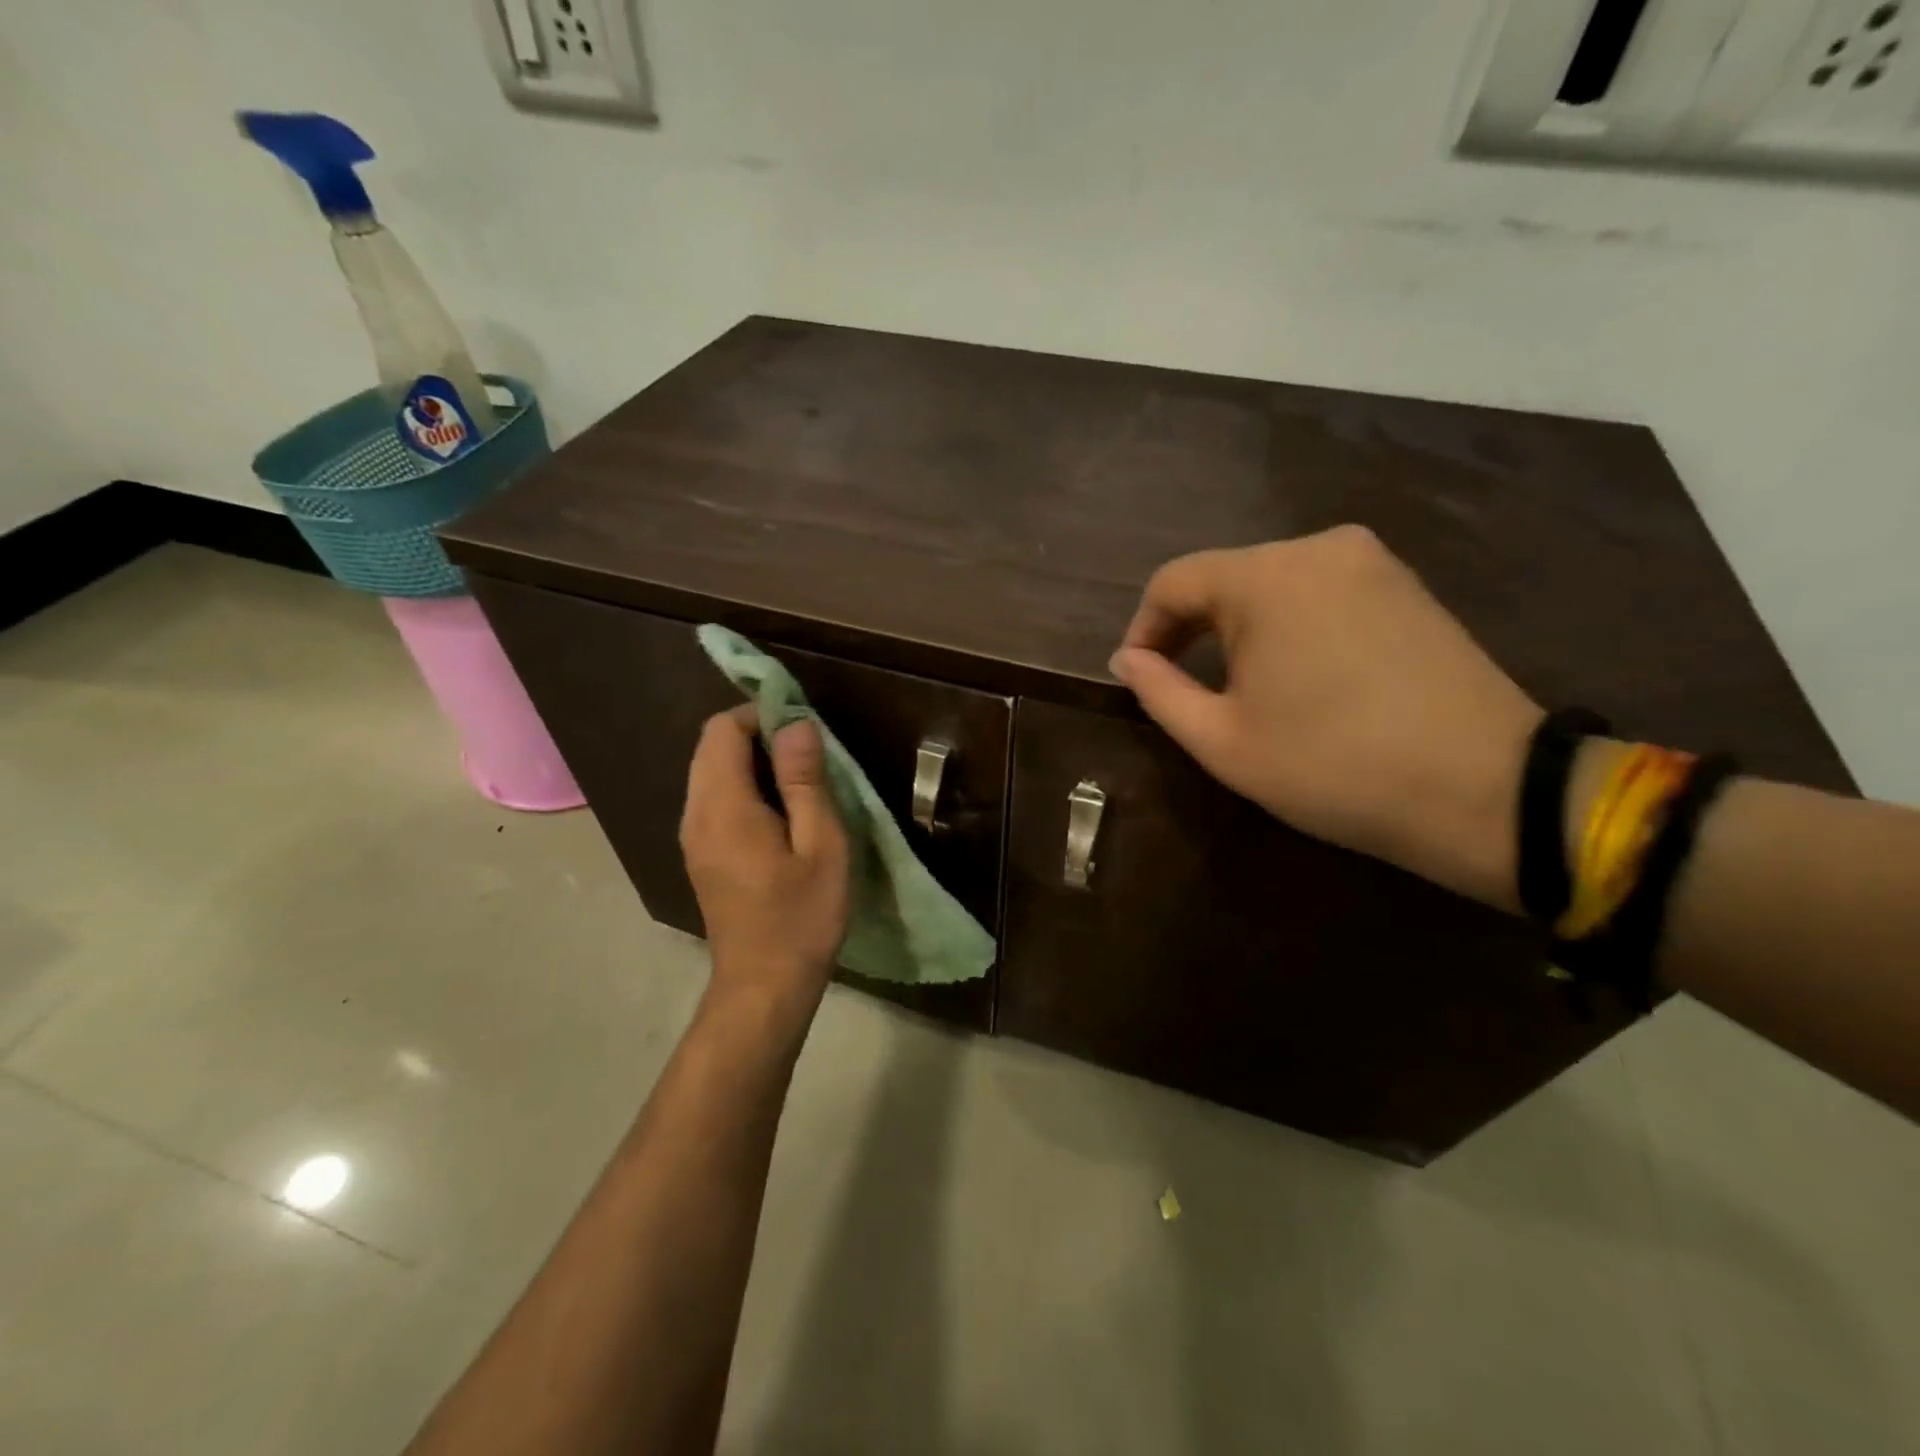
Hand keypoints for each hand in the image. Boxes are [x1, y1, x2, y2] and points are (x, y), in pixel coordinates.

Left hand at [680, 706, 850, 1023]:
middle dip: (757, 734)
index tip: (804, 728)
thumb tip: (795, 723)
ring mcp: (693, 836)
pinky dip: (744, 787)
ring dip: (752, 761)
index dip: (761, 714)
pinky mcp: (700, 853)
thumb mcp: (819, 845)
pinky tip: (781, 811)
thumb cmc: (801, 917)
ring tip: (801, 781)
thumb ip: (805, 781)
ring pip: (711, 771)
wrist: (764, 987)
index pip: (722, 729)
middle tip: (809, 754)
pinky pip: (715, 798)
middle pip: (712, 747)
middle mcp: (695, 814)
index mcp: (723, 807)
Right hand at [1109, 525, 1541, 911]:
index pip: (1173, 582)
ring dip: (1242, 630)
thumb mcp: (1221, 740)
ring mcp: (1372, 562)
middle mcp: (1318, 547)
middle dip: (1193, 630)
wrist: (1484, 790)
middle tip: (1187, 690)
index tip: (1138, 678)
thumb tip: (1127, 658)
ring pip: (1274, 584)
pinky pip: (1322, 592)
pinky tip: (1301, 676)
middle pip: (1225, 578)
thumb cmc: (1331, 766)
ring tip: (1244, 689)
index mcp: (1266, 576)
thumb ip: (1158, 692)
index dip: (1143, 628)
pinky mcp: (1408, 586)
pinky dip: (1292, 625)